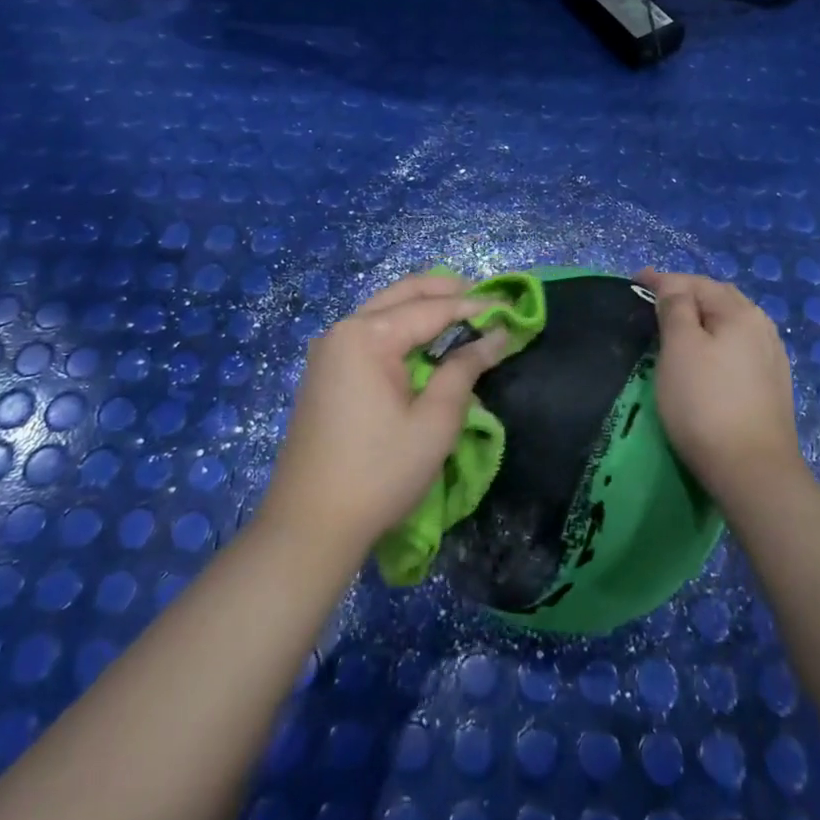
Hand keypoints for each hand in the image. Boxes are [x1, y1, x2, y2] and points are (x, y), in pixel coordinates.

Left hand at [259, 273, 508, 560]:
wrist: (308, 528)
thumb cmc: (379, 473)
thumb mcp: (434, 422)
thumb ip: (465, 369)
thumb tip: (496, 336)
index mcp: (366, 336)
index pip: (431, 309)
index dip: (475, 307)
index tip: (511, 308)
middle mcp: (342, 330)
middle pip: (402, 295)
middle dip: (446, 291)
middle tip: (487, 297)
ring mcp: (328, 351)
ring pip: (384, 310)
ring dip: (423, 306)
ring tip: (464, 312)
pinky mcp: (325, 372)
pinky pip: (370, 332)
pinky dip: (402, 327)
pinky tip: (426, 340)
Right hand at [638, 269, 805, 508]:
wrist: (753, 471)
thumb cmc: (705, 403)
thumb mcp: (680, 349)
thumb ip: (675, 309)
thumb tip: (673, 287)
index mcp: (739, 312)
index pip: (695, 283)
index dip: (662, 279)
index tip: (634, 280)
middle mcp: (762, 327)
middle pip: (718, 298)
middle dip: (686, 293)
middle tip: (654, 299)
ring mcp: (771, 357)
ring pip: (730, 322)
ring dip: (703, 316)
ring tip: (678, 322)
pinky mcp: (772, 385)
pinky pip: (738, 346)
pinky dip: (717, 339)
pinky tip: (708, 353)